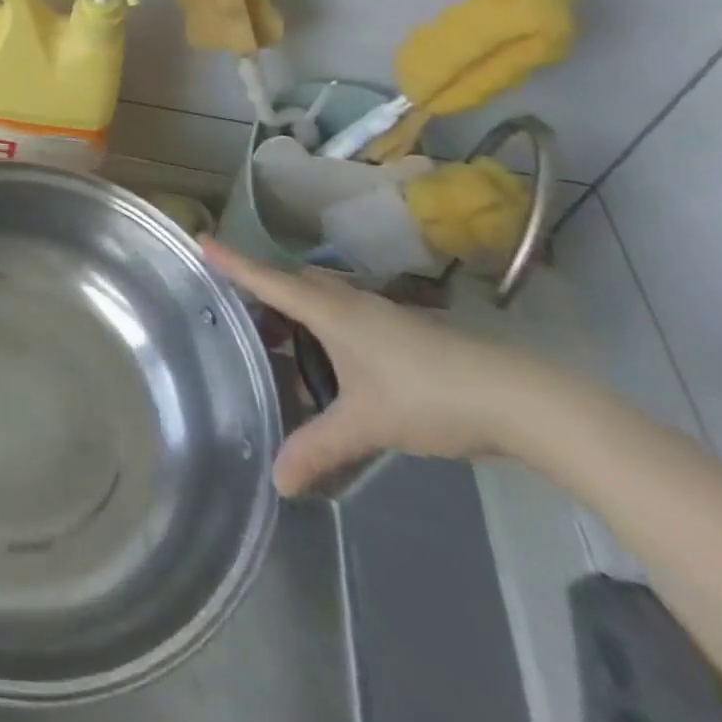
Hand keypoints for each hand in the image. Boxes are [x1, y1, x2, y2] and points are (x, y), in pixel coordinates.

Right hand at [201, 239, 542, 495]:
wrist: (521, 399)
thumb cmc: (429, 396)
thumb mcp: (367, 424)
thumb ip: (319, 448)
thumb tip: (278, 481)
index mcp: (330, 311)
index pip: (267, 279)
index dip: (232, 261)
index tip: (200, 240)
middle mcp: (350, 302)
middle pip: (293, 282)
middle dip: (262, 289)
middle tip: (235, 310)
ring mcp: (380, 314)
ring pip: (322, 297)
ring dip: (294, 308)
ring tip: (275, 338)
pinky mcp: (403, 330)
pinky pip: (344, 314)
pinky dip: (322, 325)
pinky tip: (329, 360)